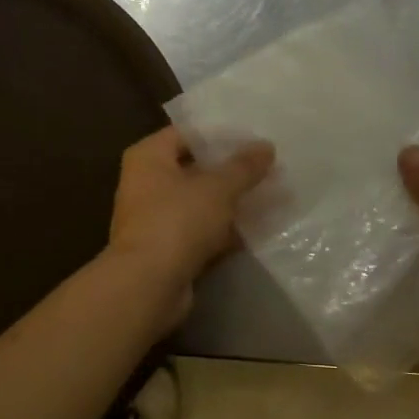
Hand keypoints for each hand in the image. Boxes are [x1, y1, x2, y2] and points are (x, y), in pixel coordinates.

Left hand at [108, 126, 274, 321]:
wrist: (148, 284)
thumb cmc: (177, 221)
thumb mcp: (217, 188)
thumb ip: (243, 166)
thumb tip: (266, 146)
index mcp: (148, 157)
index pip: (186, 133)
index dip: (220, 135)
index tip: (255, 139)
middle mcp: (145, 183)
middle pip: (194, 169)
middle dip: (231, 171)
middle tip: (270, 168)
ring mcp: (155, 218)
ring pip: (200, 203)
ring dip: (232, 202)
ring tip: (272, 196)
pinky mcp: (167, 249)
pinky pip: (201, 231)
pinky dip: (225, 230)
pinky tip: (258, 228)